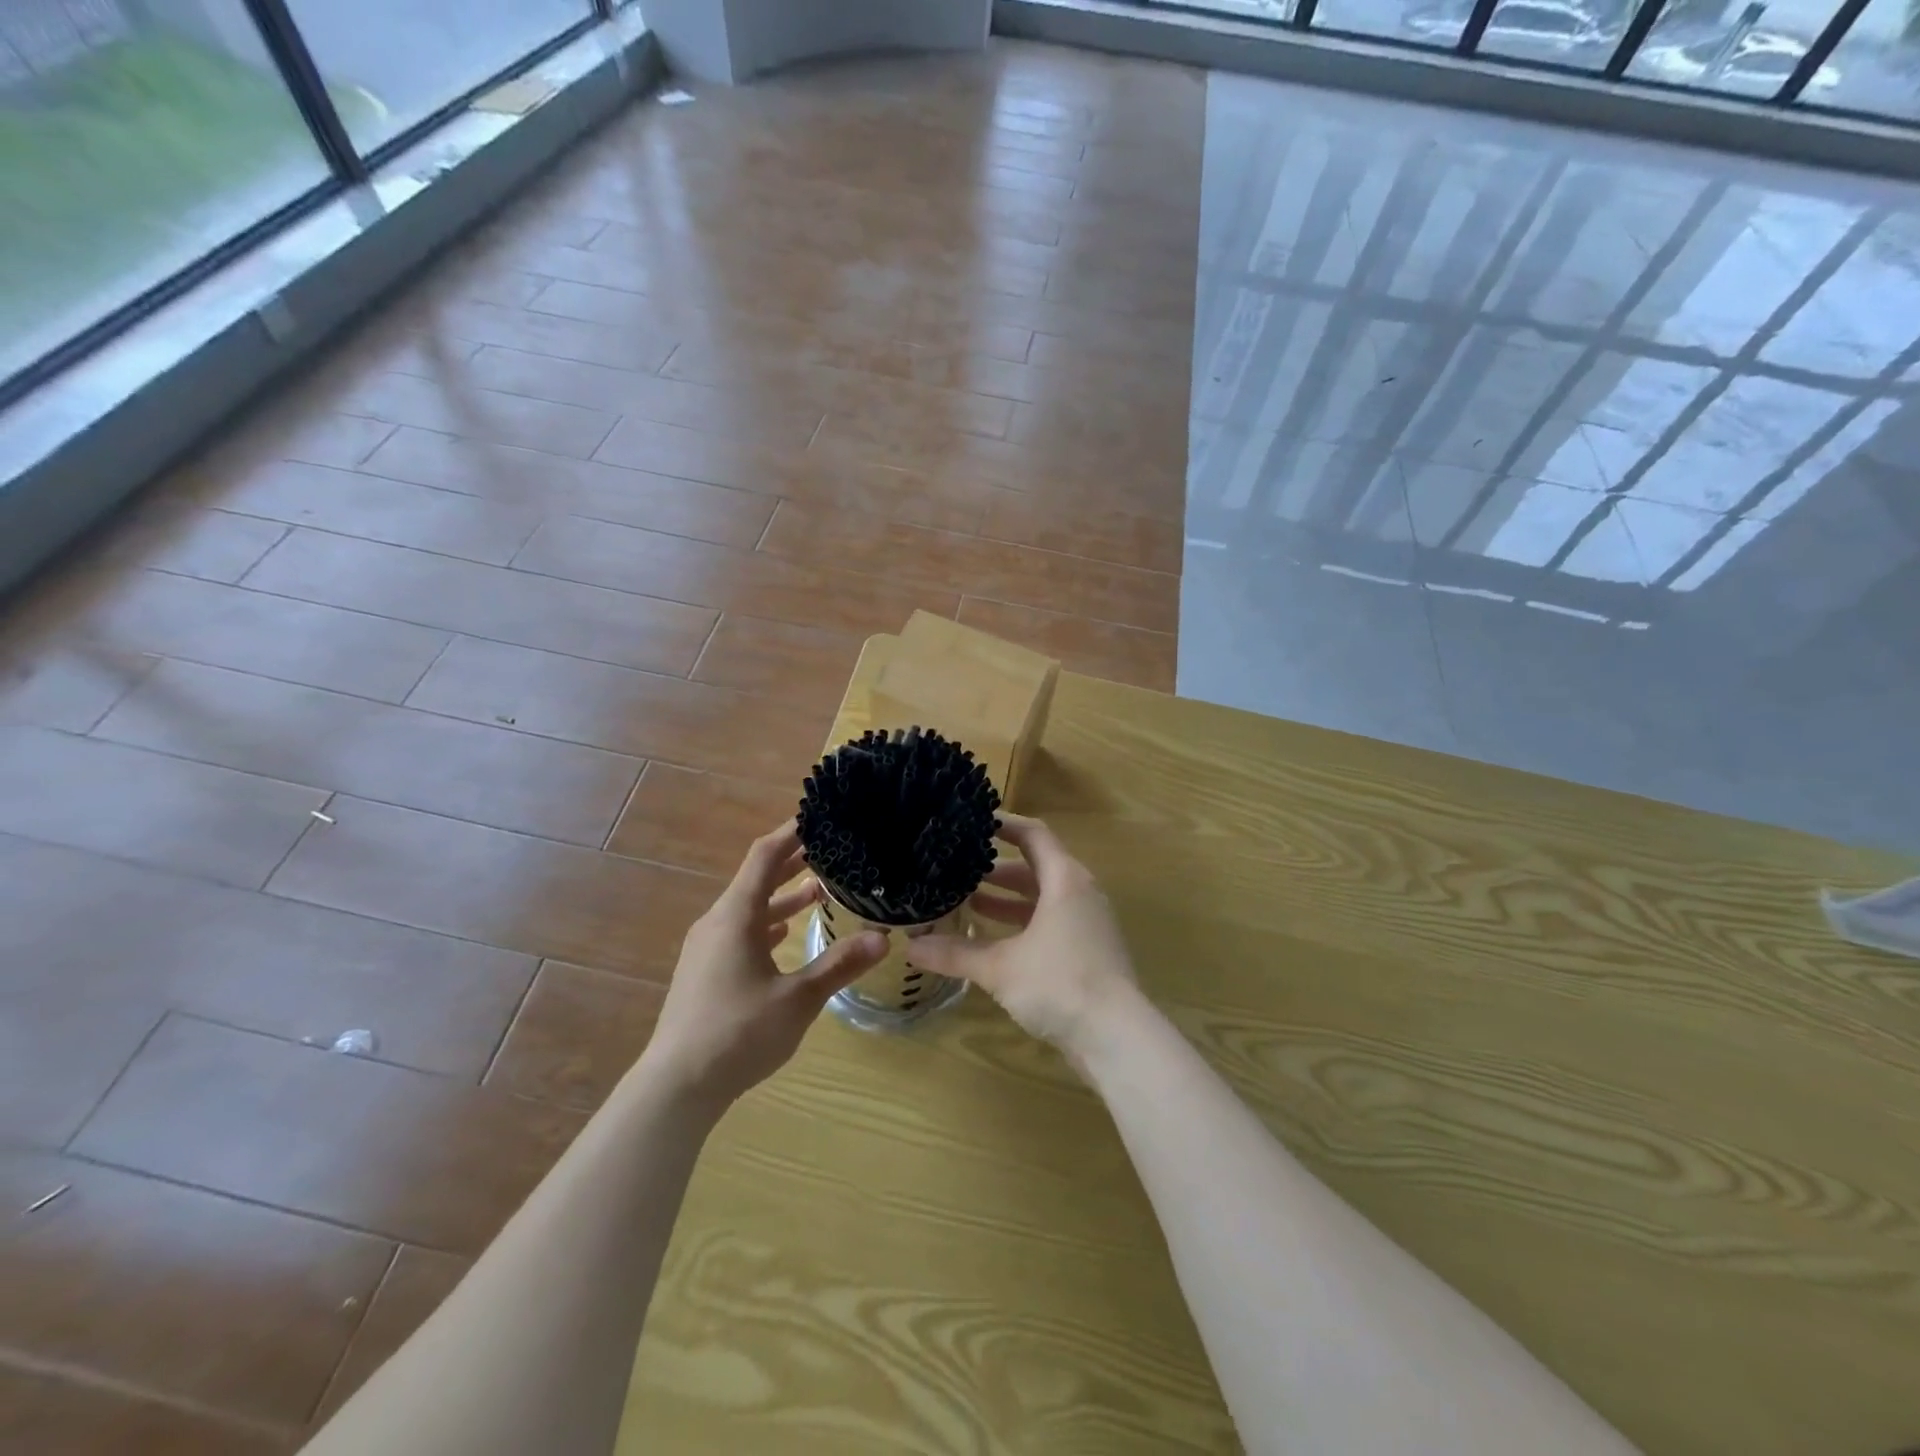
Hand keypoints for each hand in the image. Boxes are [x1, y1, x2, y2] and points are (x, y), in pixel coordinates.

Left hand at [639, 823, 888, 1110]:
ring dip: (782, 895)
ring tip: (820, 890)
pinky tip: (786, 934)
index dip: (792, 832)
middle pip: (756, 878)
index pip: (765, 856)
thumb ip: (839, 965)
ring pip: (749, 907)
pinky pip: (740, 931)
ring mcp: (707, 948)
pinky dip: (767, 923)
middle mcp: (717, 922)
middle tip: (832, 849)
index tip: (821, 817)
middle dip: (793, 862)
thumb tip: (883, 938)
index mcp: (736, 916)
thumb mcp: (798, 999)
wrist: (676, 1086)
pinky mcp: (704, 972)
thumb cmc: (738, 1033)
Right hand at [907, 813, 1140, 1062]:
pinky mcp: (1089, 951)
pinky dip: (1022, 924)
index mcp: (1065, 880)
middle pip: (1036, 867)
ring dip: (1007, 899)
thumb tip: (910, 947)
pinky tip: (993, 941)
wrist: (1118, 1038)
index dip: (1003, 824)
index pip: (1033, 835)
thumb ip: (956, 953)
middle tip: (958, 868)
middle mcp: (1080, 893)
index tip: (971, 822)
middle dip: (996, 868)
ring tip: (967, 901)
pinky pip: (1051, 922)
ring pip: (1042, 898)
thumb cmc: (1060, 984)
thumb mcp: (1000, 967)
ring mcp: (1088, 923)